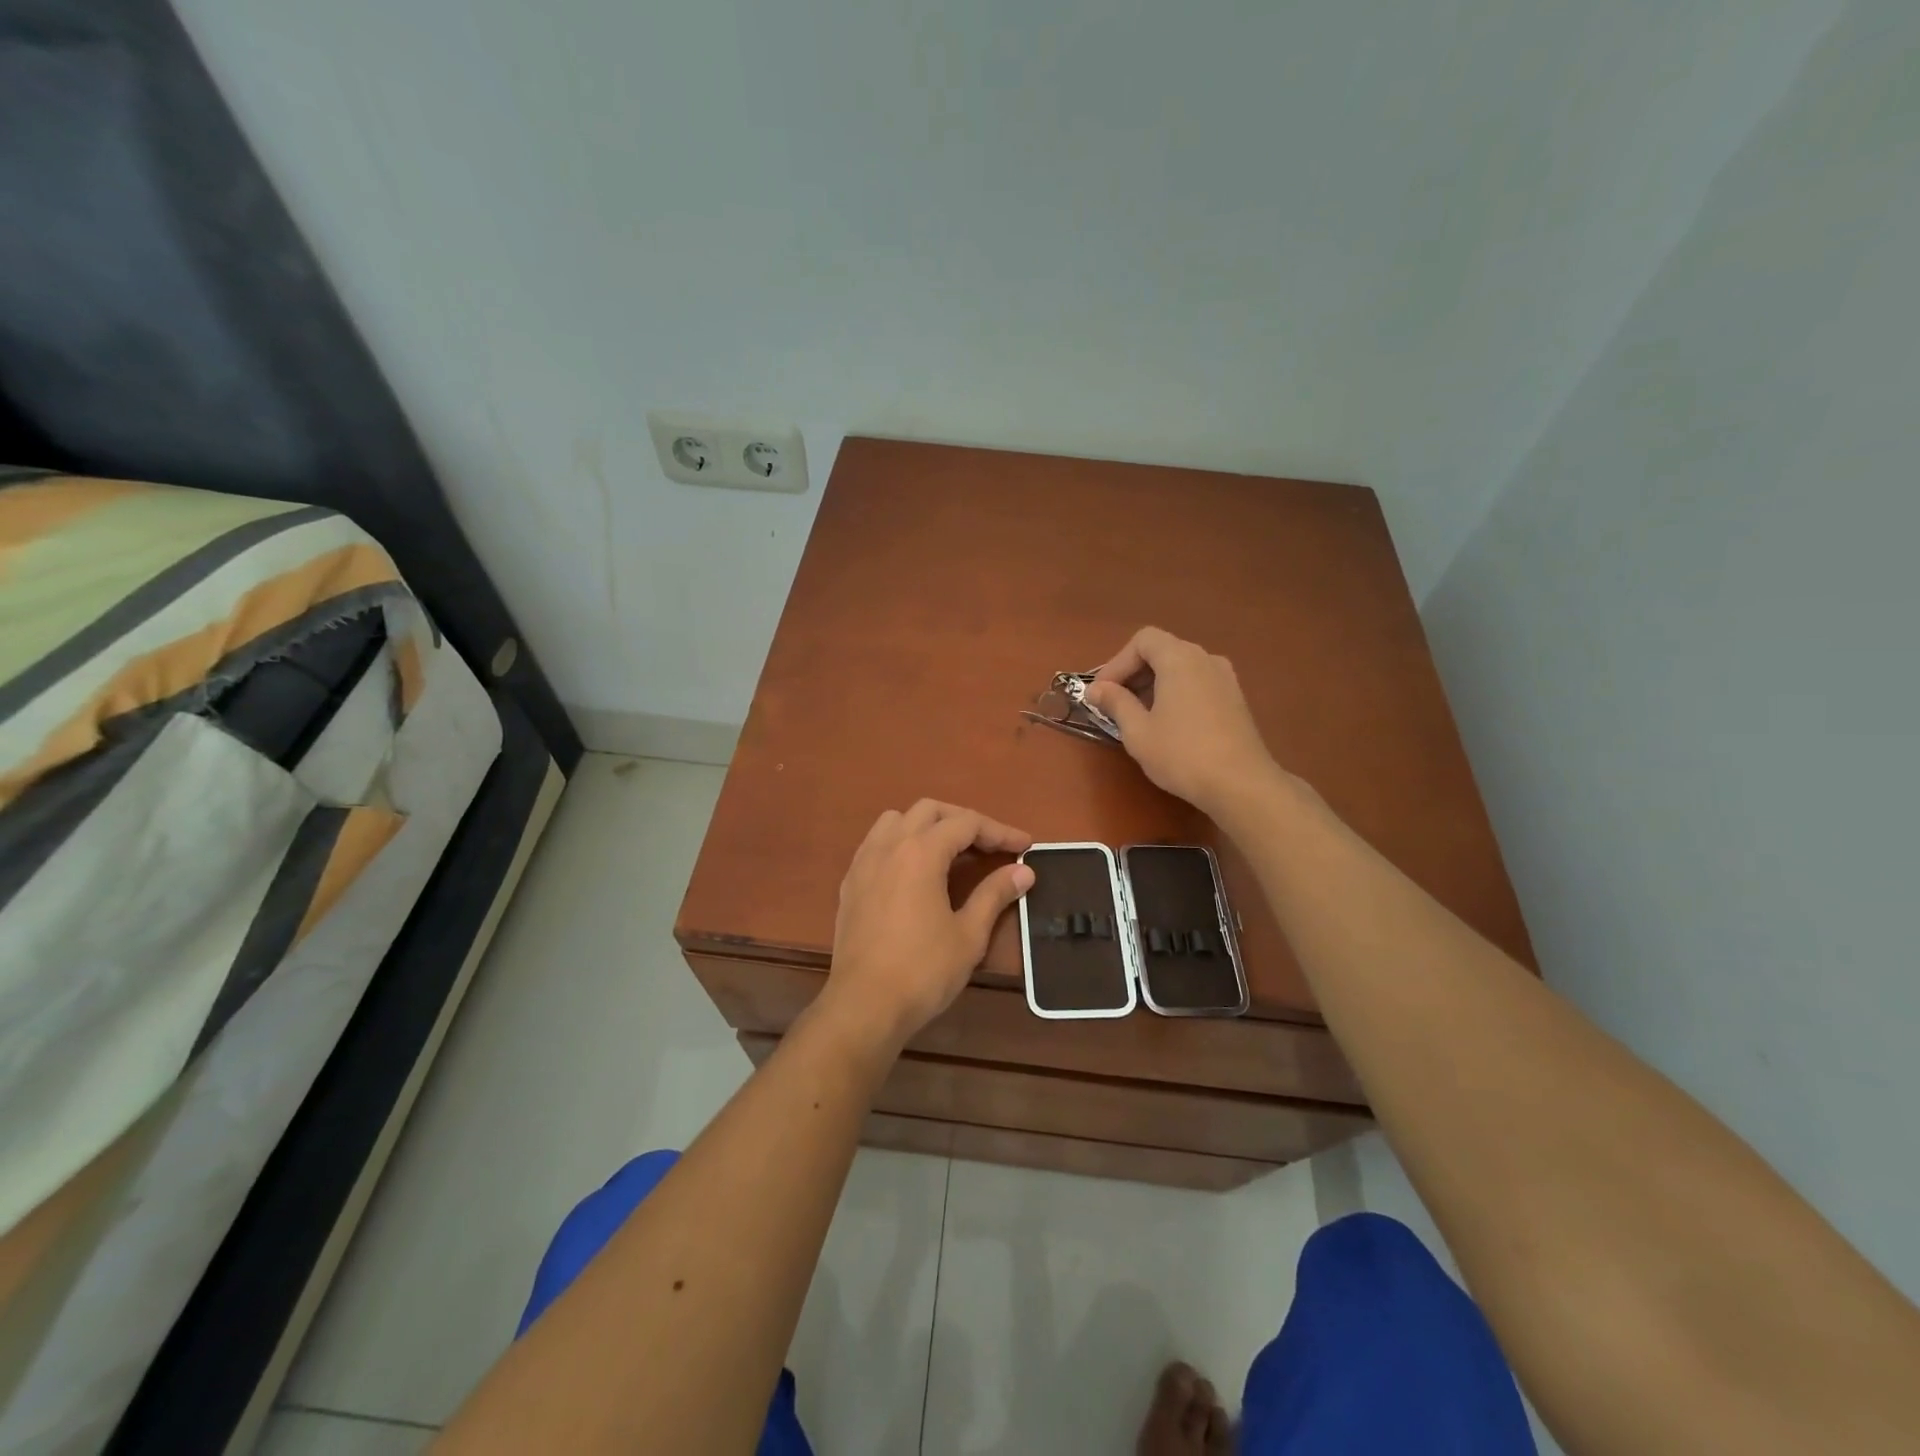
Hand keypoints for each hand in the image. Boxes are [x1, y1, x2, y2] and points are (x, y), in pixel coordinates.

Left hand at [822, 800, 1033, 1048]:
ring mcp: (864, 862)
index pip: (966, 824)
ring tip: (950, 850)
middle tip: (990, 845)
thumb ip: (994, 895)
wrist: (864, 1005)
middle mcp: (889, 846)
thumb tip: (1024, 872)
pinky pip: (876, 843)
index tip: (1025, 846)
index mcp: (920, 852)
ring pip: (896, 820)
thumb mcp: (968, 934)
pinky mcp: (850, 883)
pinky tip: (914, 871)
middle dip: (964, 821)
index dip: (999, 831)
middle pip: (930, 811)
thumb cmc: (923, 970)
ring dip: (927, 825)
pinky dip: (901, 842)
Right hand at [1084, 627, 1278, 816]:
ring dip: (1154, 684)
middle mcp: (1205, 659)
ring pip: (1181, 668)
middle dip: (1134, 673)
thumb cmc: (1182, 754)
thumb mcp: (1138, 731)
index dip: (1117, 663)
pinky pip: (1197, 683)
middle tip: (1114, 704)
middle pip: (1162, 651)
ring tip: (1138, 715)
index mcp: (1180, 659)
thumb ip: (1116, 703)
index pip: (1143, 640)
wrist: (1241, 784)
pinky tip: (1168, 724)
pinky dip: (1176, 693)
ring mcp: (1225, 678)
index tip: (1102, 692)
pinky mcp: (1235, 699)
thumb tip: (1096, 690)